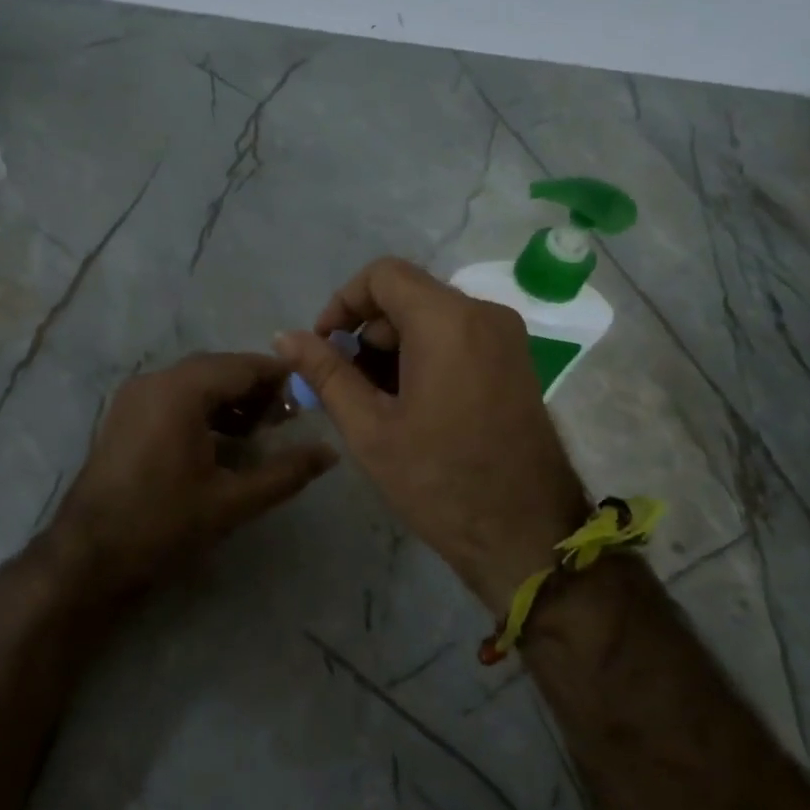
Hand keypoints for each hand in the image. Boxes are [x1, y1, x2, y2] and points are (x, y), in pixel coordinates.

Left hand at [52, 353, 337, 594]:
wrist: (88, 555)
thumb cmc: (162, 523)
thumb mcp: (232, 501)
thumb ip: (285, 473)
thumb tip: (329, 453)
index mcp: (180, 391)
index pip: (242, 366)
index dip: (280, 378)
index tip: (310, 395)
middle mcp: (155, 381)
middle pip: (218, 369)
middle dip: (256, 389)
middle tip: (289, 417)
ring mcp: (135, 396)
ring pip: (195, 382)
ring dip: (230, 398)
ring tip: (261, 429)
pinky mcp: (125, 415)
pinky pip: (174, 396)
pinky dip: (204, 408)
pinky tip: (223, 439)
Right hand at [275, 258, 589, 611]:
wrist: (525, 534)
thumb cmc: (439, 482)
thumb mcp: (370, 429)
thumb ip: (325, 373)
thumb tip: (284, 336)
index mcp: (448, 321)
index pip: (382, 275)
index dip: (342, 302)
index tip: (323, 346)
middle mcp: (484, 314)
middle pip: (408, 295)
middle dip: (366, 332)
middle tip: (343, 385)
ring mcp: (507, 337)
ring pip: (433, 318)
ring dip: (393, 348)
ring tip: (373, 402)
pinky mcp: (516, 362)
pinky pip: (459, 338)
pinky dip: (424, 356)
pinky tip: (409, 405)